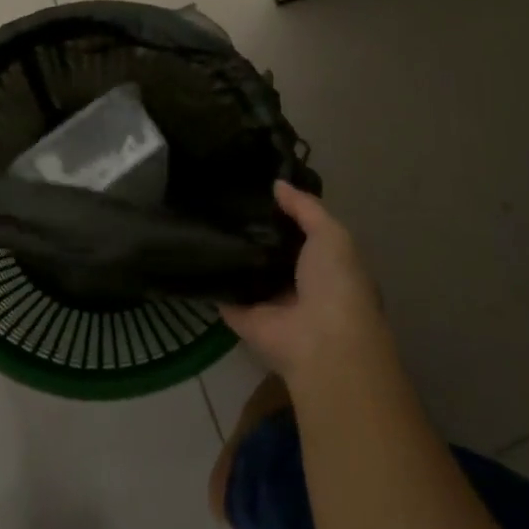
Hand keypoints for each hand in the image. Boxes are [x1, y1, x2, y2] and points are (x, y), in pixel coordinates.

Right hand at [221, 181, 392, 391]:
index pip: (302, 234)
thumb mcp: (331, 234)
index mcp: (327, 266)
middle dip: (254, 231)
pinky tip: (192, 253)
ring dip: (231, 254)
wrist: (321, 343)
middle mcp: (299, 286)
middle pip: (272, 253)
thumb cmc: (336, 283)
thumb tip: (277, 184)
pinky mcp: (244, 319)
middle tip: (224, 201)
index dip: (283, 213)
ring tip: (203, 218)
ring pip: (247, 274)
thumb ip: (305, 208)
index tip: (257, 189)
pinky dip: (210, 280)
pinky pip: (224, 295)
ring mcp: (270, 304)